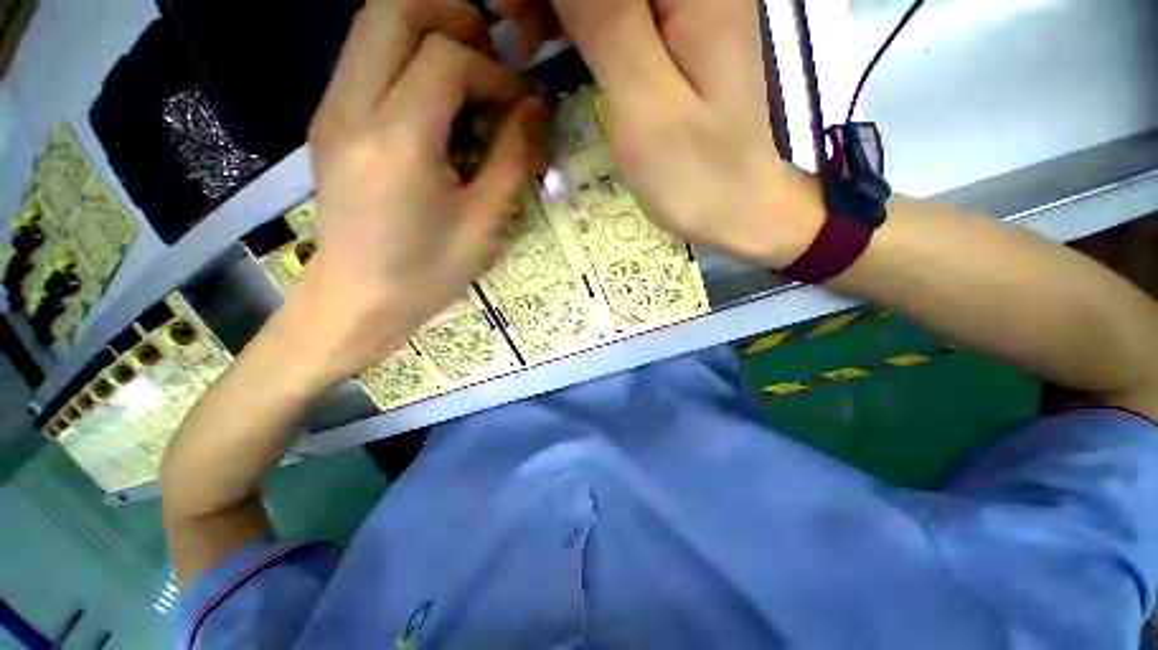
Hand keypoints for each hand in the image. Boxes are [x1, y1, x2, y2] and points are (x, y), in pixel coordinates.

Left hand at [282, 0, 545, 381]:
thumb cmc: (427, 274)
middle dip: (453, 18)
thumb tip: (535, 107)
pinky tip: (436, 103)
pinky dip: (406, 58)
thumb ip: (512, 158)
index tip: (519, 105)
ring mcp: (331, 111)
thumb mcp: (483, 223)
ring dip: (428, 32)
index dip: (494, 72)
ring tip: (468, 79)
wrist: (357, 300)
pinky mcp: (328, 122)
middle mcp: (352, 109)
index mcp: (398, 142)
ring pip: (373, 24)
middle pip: (394, 9)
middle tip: (491, 61)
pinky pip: (365, 58)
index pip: (446, 57)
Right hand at [489, 0, 822, 265]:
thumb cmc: (695, 173)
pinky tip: (553, 41)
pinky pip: (621, 11)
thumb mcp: (646, 103)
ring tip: (519, 33)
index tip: (506, 8)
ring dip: (561, 5)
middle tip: (506, 20)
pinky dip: (581, 19)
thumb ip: (608, 20)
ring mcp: (690, 8)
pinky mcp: (679, 37)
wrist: (737, 206)